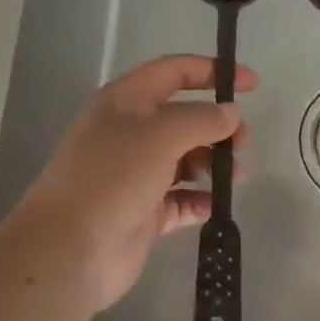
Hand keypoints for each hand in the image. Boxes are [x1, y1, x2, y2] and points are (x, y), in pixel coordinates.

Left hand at [7, 55, 254, 313]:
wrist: (69, 248)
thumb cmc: (113, 175)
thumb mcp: (161, 135)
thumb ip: (201, 119)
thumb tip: (230, 114)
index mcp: (125, 101)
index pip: (172, 72)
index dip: (211, 72)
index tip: (250, 84)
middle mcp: (128, 132)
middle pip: (182, 118)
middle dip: (216, 125)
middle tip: (243, 142)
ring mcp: (134, 174)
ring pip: (183, 159)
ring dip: (211, 163)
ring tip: (236, 175)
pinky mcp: (142, 212)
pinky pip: (179, 199)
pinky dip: (199, 200)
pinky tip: (216, 205)